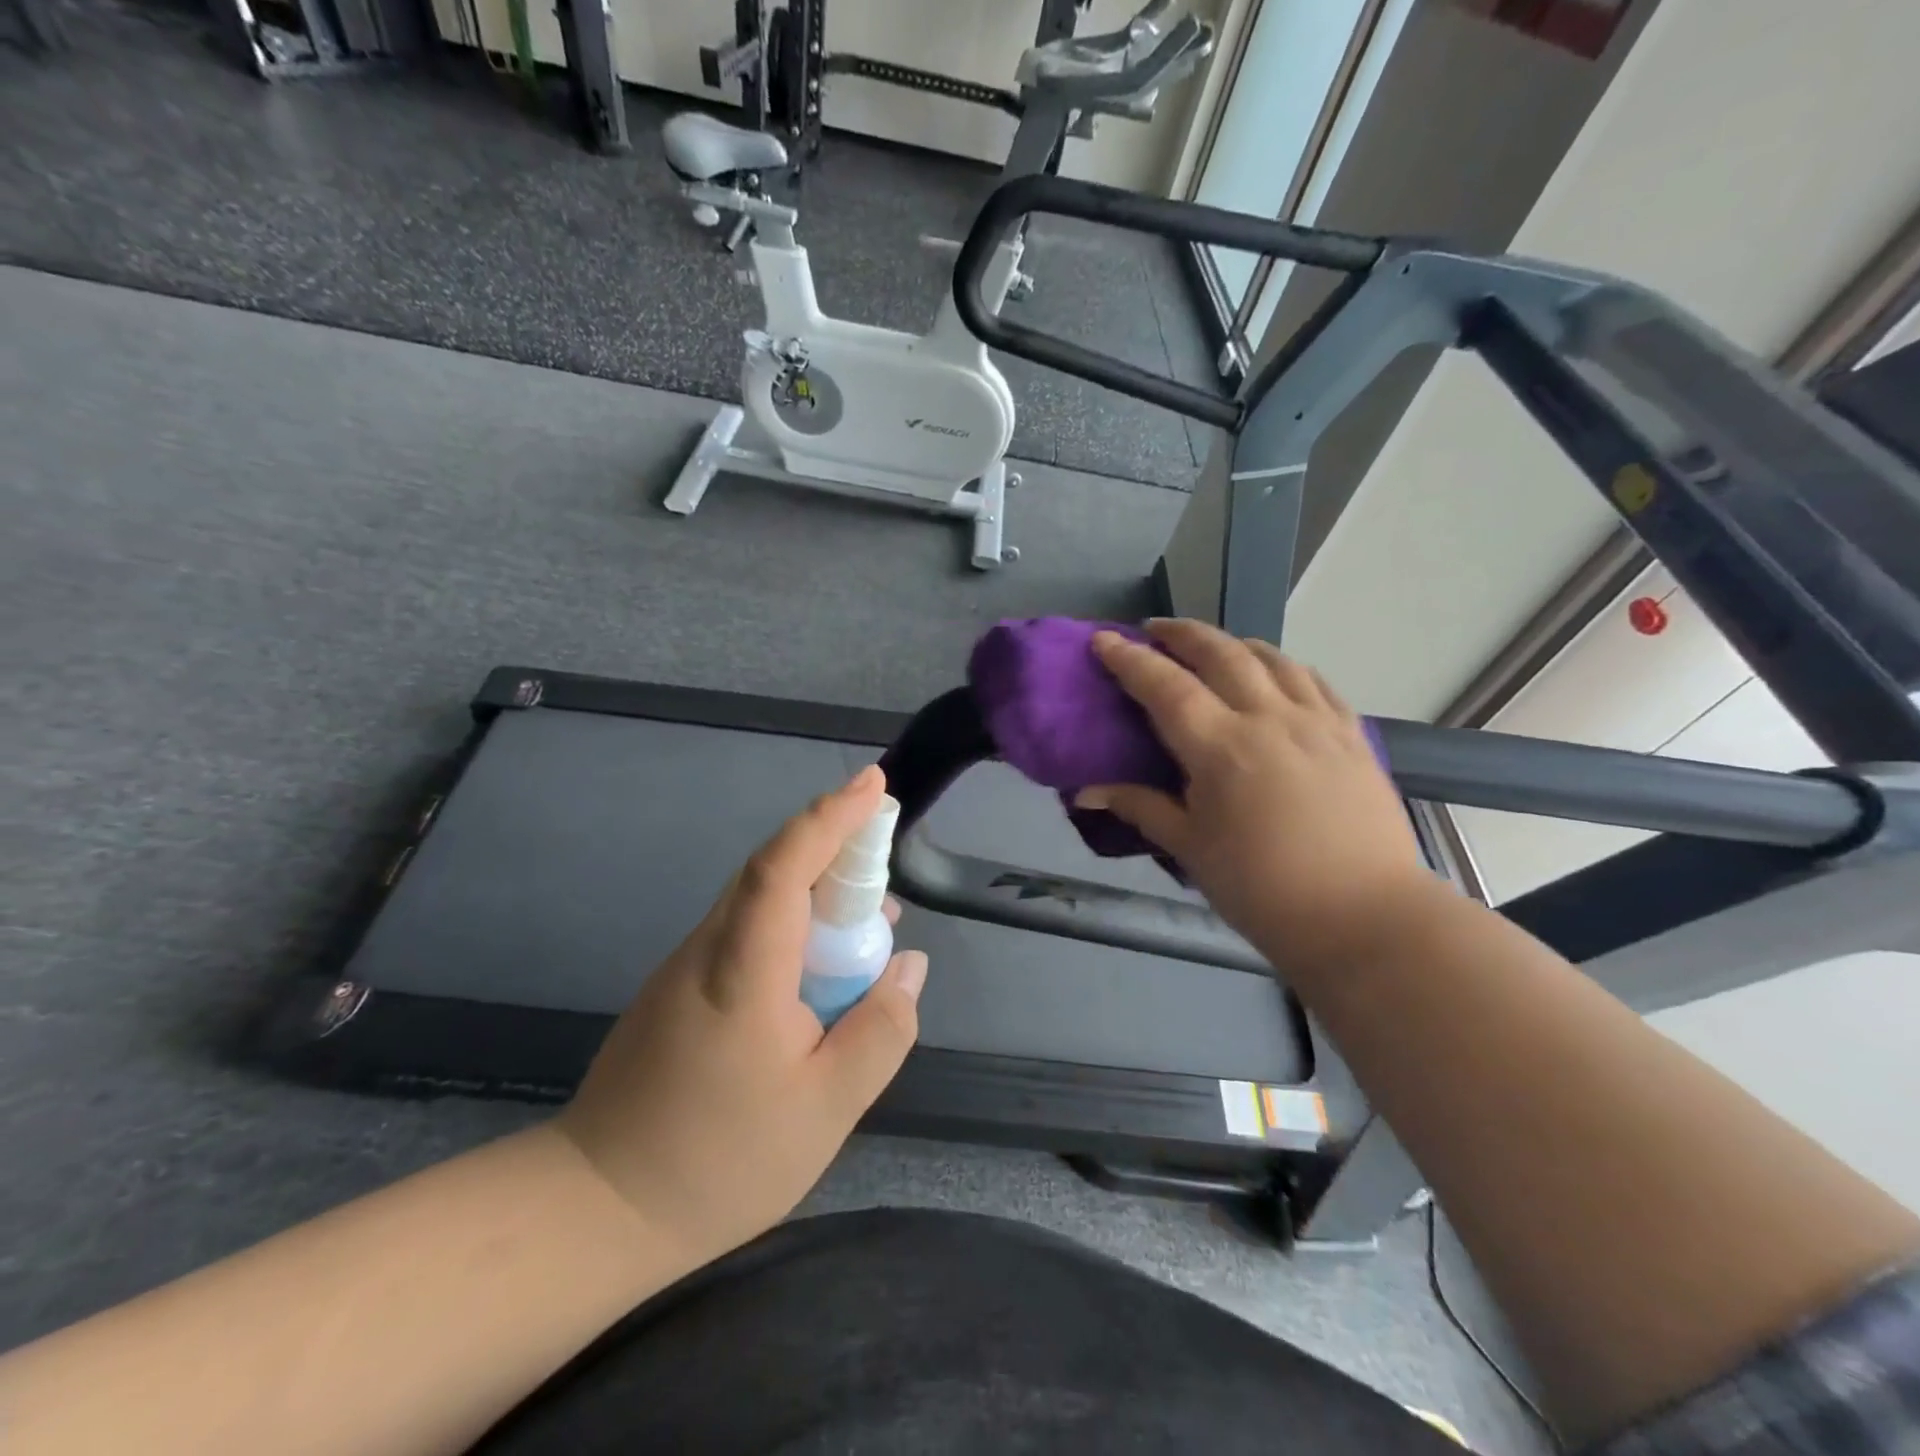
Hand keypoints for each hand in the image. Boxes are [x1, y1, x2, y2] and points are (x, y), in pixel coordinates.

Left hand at [555, 765, 927, 1263]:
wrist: (597, 1209)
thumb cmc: (719, 1161)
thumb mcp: (827, 1108)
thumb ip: (880, 1031)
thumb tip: (908, 966)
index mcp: (743, 969)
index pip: (783, 866)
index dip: (829, 818)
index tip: (872, 784)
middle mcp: (710, 949)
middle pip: (774, 871)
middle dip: (836, 846)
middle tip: (887, 853)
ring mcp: (688, 966)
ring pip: (762, 902)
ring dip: (819, 891)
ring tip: (872, 918)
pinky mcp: (682, 988)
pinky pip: (749, 932)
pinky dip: (795, 926)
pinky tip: (825, 967)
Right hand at [1077, 620, 1427, 965]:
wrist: (1364, 917)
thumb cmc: (1262, 889)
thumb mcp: (1190, 849)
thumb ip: (1140, 807)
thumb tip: (1086, 790)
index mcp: (1221, 747)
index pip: (1165, 686)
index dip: (1129, 659)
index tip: (1103, 639)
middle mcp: (1269, 718)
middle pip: (1220, 653)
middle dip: (1181, 634)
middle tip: (1154, 630)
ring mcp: (1317, 721)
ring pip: (1271, 657)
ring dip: (1232, 643)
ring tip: (1211, 647)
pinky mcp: (1352, 735)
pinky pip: (1313, 680)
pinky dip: (1282, 665)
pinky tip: (1274, 673)